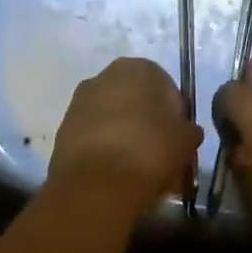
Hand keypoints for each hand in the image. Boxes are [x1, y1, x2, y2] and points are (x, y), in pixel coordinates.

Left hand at [49, 57, 201, 206]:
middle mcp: (104, 76)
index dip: (175, 113)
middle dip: (148, 123)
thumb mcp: (185, 139)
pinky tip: (117, 174)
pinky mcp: (63, 131)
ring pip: (113, 118)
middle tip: (161, 152)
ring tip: (139, 168)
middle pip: (135, 100)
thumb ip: (188, 129)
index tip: (180, 137)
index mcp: (137, 68)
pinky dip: (106, 150)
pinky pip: (94, 137)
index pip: (165, 86)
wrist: (96, 184)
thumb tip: (186, 132)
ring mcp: (79, 103)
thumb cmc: (149, 148)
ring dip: (126, 136)